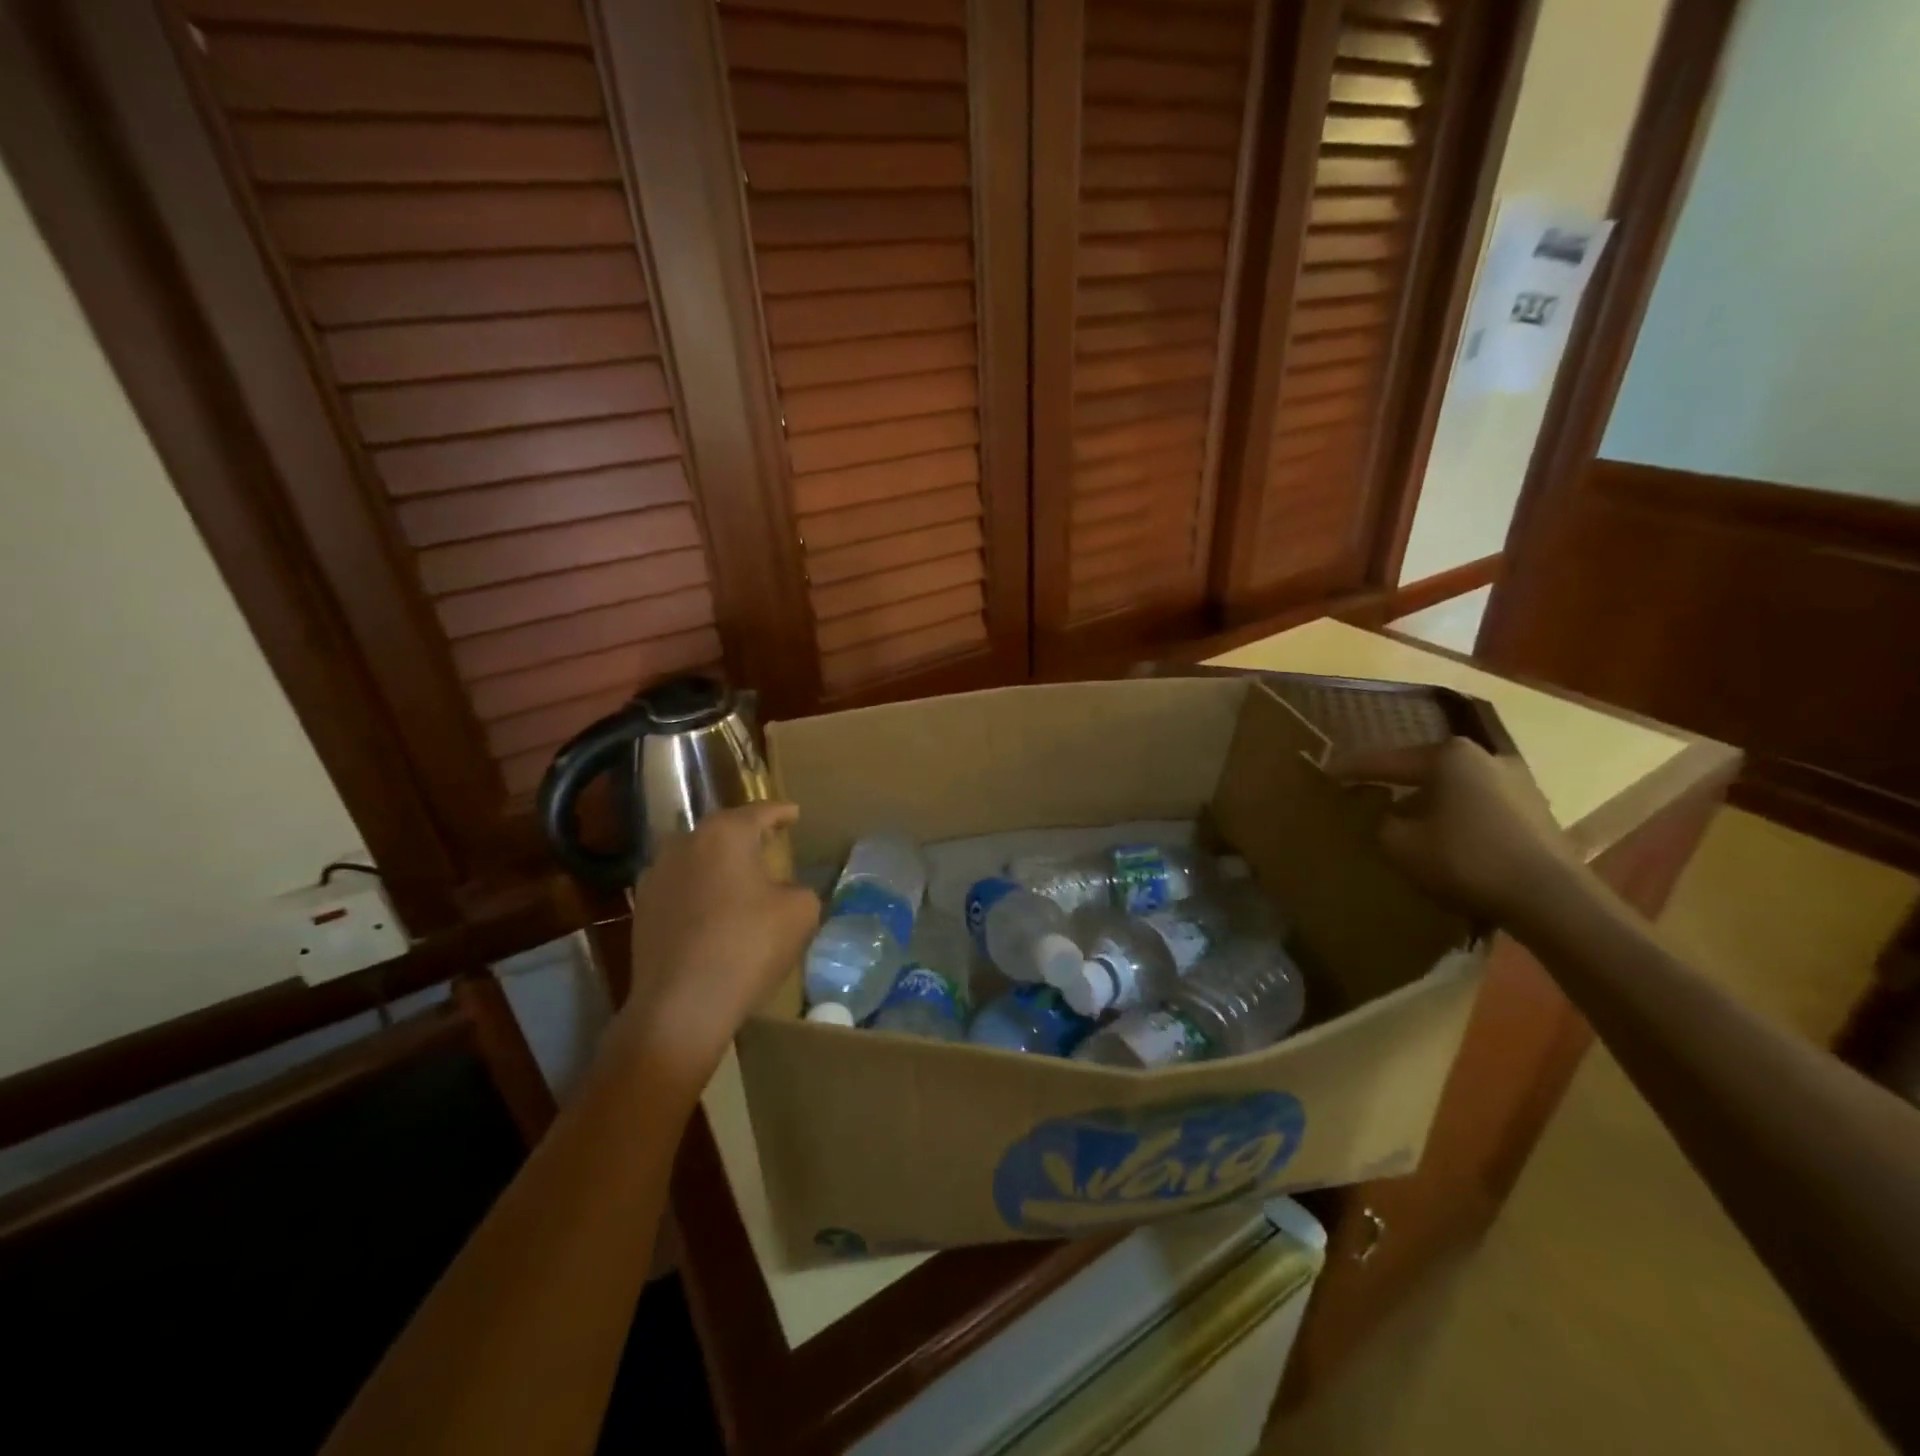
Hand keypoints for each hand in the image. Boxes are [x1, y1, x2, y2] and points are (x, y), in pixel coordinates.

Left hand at [613, 802, 819, 1085]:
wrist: (681, 1007)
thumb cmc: (747, 947)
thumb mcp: (799, 912)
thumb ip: (799, 889)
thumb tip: (784, 891)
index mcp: (725, 834)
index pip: (760, 812)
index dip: (781, 813)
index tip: (794, 813)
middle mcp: (685, 843)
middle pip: (724, 830)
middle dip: (747, 834)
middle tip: (770, 841)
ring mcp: (657, 876)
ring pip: (697, 857)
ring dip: (720, 863)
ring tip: (742, 876)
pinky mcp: (642, 909)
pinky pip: (681, 886)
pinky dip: (701, 890)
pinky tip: (715, 910)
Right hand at [1327, 737, 1583, 923]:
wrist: (1551, 898)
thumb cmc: (1466, 859)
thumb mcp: (1401, 844)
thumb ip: (1381, 822)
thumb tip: (1385, 815)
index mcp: (1449, 756)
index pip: (1386, 761)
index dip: (1351, 769)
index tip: (1325, 773)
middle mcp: (1484, 757)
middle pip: (1424, 769)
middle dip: (1395, 783)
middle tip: (1366, 794)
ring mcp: (1516, 782)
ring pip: (1453, 787)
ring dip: (1428, 802)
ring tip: (1404, 820)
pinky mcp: (1534, 810)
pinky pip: (1478, 805)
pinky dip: (1455, 816)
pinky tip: (1443, 837)